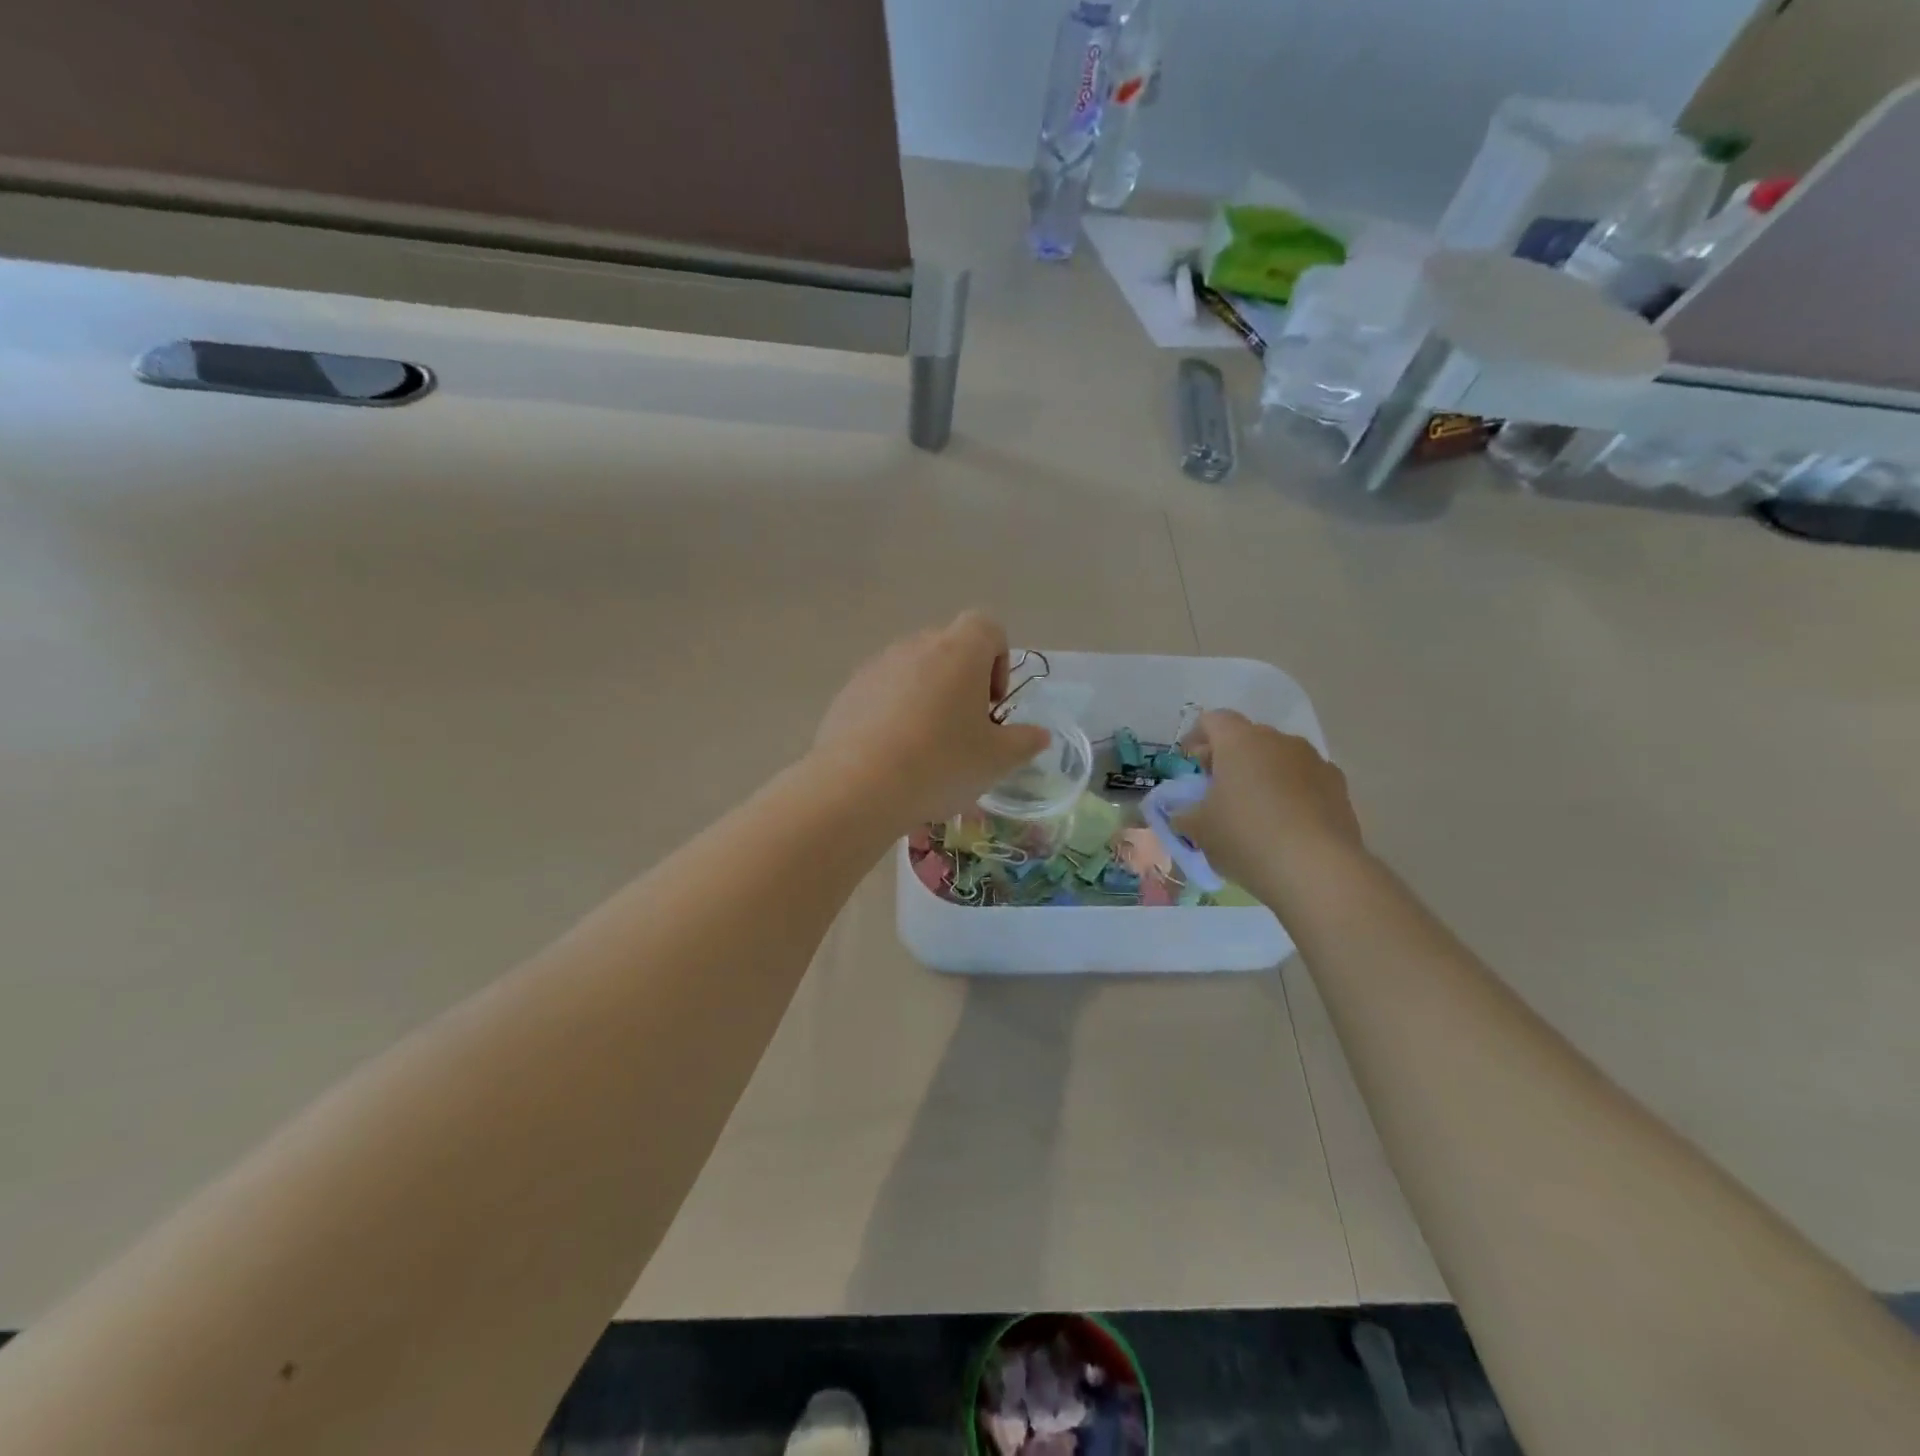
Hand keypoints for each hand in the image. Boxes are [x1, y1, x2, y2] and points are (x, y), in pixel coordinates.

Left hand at [813, 611, 1051, 828]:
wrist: (858, 787)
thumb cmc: (941, 764)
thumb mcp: (996, 760)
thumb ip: (1024, 742)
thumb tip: (1038, 735)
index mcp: (959, 651)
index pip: (987, 626)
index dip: (998, 660)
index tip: (992, 704)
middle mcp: (916, 646)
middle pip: (949, 649)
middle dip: (962, 682)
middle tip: (965, 730)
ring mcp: (877, 667)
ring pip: (913, 672)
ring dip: (927, 698)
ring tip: (926, 748)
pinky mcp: (848, 692)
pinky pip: (882, 693)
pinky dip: (894, 714)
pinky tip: (893, 756)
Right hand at [1175, 710, 1364, 900]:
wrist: (1318, 870)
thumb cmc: (1246, 837)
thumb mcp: (1199, 829)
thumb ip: (1184, 814)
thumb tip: (1182, 813)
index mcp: (1239, 741)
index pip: (1212, 720)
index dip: (1196, 737)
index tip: (1189, 764)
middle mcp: (1279, 741)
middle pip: (1247, 737)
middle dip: (1229, 758)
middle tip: (1216, 790)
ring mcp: (1314, 761)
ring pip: (1278, 758)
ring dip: (1262, 775)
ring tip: (1252, 811)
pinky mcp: (1339, 788)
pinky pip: (1304, 780)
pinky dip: (1290, 793)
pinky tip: (1284, 826)